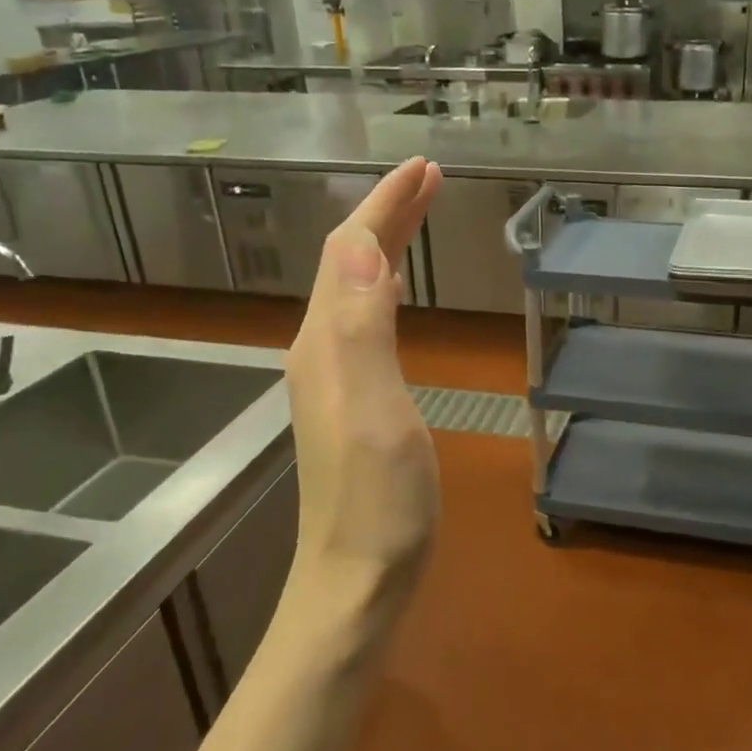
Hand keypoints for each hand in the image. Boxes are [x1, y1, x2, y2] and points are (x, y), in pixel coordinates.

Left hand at [280, 157, 442, 639]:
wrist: (356, 582)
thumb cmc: (378, 503)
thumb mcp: (375, 411)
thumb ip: (361, 327)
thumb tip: (358, 245)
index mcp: (327, 342)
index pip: (348, 250)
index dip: (384, 205)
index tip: (425, 168)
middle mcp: (321, 350)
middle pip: (347, 263)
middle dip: (386, 215)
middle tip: (429, 180)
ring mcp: (333, 378)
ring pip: (353, 289)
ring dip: (385, 244)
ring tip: (417, 216)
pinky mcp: (350, 402)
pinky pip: (363, 320)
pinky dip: (384, 286)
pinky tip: (394, 290)